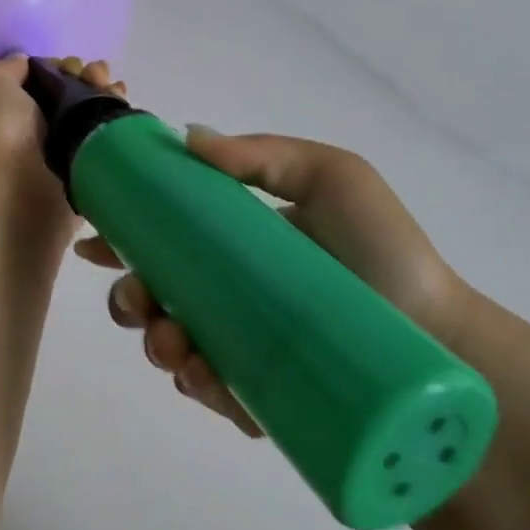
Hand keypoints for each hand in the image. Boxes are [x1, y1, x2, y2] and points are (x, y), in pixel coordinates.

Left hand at [0, 54, 124, 227]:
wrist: (8, 197)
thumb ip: (10, 68)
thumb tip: (29, 66)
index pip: (34, 81)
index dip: (56, 67)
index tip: (71, 65)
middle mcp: (22, 134)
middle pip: (64, 97)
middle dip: (84, 79)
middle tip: (97, 74)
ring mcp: (51, 159)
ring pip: (84, 120)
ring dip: (102, 98)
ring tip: (116, 88)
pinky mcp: (77, 180)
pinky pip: (99, 148)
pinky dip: (114, 128)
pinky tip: (123, 110)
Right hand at [77, 131, 464, 435]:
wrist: (435, 332)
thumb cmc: (382, 249)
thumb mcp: (331, 178)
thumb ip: (264, 154)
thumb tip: (188, 136)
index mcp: (236, 244)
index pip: (165, 237)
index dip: (123, 236)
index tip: (93, 237)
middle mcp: (228, 293)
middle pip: (154, 296)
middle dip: (128, 298)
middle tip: (139, 301)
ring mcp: (238, 343)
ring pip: (170, 345)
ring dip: (154, 342)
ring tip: (174, 344)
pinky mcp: (255, 392)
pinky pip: (207, 389)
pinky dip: (192, 382)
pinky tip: (200, 374)